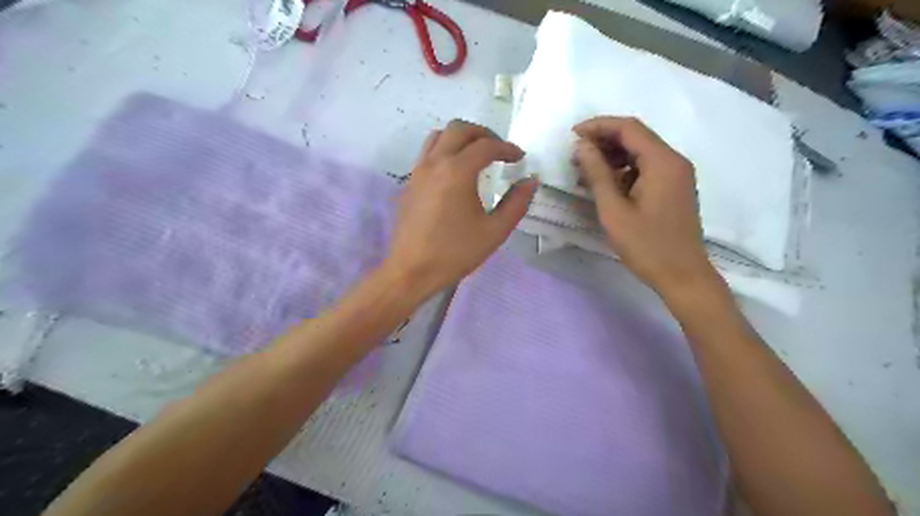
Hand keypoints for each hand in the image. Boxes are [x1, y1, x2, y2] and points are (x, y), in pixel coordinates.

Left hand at [382, 119, 540, 298]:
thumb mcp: (494, 231)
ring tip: (476, 155)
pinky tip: (455, 173)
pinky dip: (445, 150)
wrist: (412, 270)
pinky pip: (427, 152)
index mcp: (457, 171)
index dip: (507, 148)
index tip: (520, 159)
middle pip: (459, 129)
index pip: (486, 146)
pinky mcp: (409, 182)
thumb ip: (516, 203)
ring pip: (439, 136)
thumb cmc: (455, 252)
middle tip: (499, 150)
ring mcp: (418, 171)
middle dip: (483, 134)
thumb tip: (530, 181)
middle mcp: (435, 162)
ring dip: (460, 138)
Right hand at [573, 115, 718, 296]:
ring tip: (585, 172)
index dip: (598, 126)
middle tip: (575, 156)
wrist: (683, 276)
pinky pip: (646, 168)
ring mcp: (677, 175)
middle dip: (603, 141)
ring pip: (640, 153)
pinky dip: (624, 170)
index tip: (572, 135)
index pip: (629, 128)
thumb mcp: (614, 210)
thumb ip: (597, 174)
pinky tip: (605, 185)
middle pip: (636, 137)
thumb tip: (582, 146)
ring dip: (612, 157)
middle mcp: (674, 161)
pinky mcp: (674, 188)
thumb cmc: (646, 245)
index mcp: (663, 162)